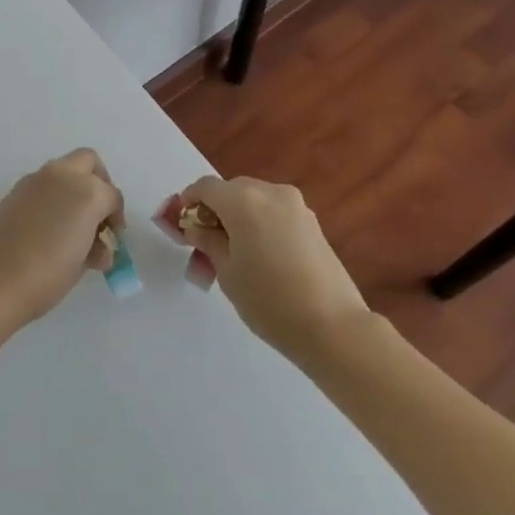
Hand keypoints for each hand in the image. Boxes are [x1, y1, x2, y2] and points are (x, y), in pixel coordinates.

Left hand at [0, 149, 123, 324]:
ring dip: (72, 190)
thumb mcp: (80, 264)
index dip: (116, 217)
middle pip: (88, 162)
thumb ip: (94, 247)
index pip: (112, 196)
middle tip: (97, 214)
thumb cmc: (45, 276)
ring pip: (63, 171)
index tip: (113, 238)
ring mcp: (34, 181)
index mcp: (86, 193)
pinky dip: (51, 199)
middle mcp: (61, 176)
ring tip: (71, 229)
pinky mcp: (13, 191)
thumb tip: (96, 246)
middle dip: (98, 183)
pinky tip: (46, 230)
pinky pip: (42, 186)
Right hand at [158, 177, 367, 354]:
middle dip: (215, 211)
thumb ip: (207, 241)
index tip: (181, 224)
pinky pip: (275, 213)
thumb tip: (196, 226)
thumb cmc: (269, 300)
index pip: (205, 187)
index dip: (188, 201)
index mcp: (244, 200)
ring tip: (233, 256)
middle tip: (204, 245)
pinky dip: (260, 225)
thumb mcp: (227, 272)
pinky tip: (260, 257)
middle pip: (232, 191)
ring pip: (255, 201)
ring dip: (238, 218)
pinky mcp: (312, 223)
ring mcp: (296, 206)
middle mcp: (271, 193)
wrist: (333, 326)